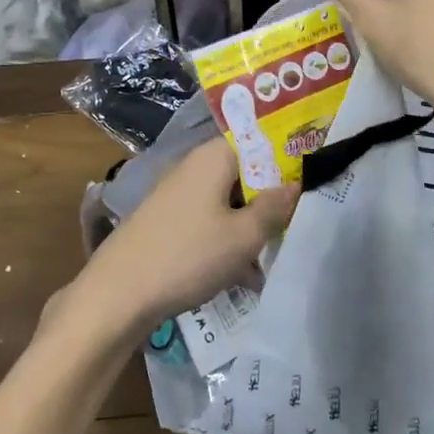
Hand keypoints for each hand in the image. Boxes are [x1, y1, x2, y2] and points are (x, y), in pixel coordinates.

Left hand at [64, 137, 297, 341]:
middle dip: (273, 198)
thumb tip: (297, 183)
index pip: (260, 140)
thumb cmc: (187, 255)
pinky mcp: (170, 220)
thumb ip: (274, 208)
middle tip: (301, 224)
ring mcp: (180, 193)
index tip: (315, 178)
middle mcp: (196, 166)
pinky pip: (212, 221)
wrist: (118, 293)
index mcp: (214, 156)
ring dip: (253, 225)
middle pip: (246, 171)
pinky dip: (230, 240)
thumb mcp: (242, 236)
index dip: (288, 156)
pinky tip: (247, 275)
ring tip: (276, 257)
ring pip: (230, 200)